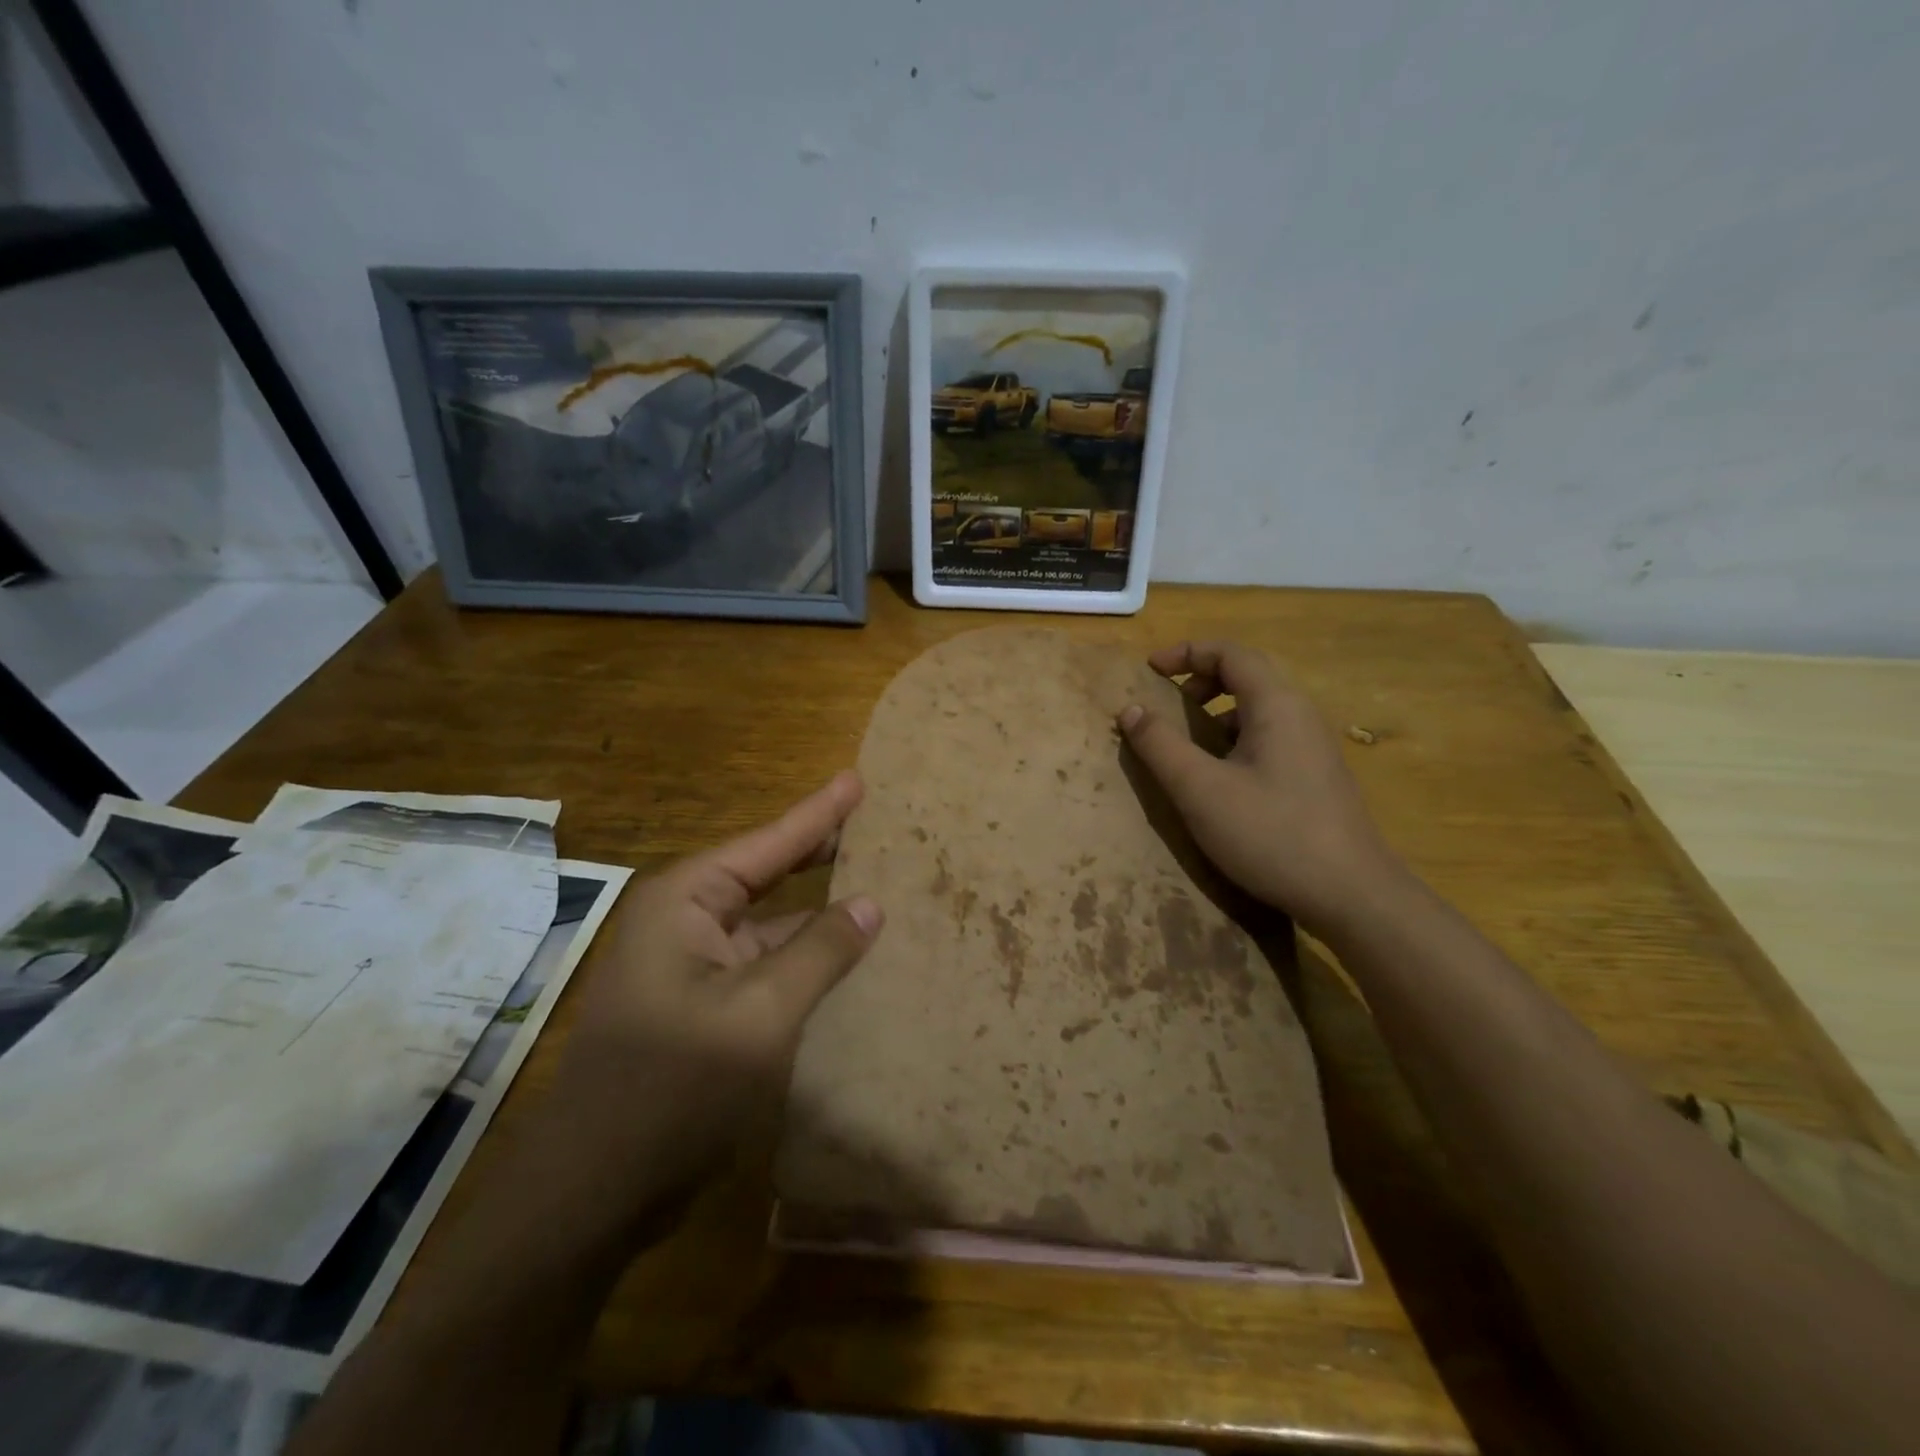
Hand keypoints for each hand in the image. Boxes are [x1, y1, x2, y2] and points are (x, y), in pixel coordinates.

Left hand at [538, 773, 881, 1208]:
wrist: (592, 1193)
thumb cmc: (672, 1089)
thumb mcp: (760, 1016)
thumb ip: (819, 952)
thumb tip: (870, 904)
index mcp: (686, 901)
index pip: (769, 842)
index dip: (820, 812)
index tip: (859, 778)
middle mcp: (685, 921)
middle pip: (768, 873)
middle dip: (821, 851)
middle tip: (877, 824)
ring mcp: (692, 966)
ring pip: (770, 924)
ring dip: (819, 911)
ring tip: (879, 887)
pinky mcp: (702, 1007)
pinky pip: (765, 965)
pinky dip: (805, 957)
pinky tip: (847, 957)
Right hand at [1117, 641, 1402, 937]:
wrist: (1352, 895)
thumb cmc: (1271, 834)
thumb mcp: (1200, 790)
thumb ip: (1160, 746)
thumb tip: (1130, 709)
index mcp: (1276, 705)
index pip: (1230, 653)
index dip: (1186, 653)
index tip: (1149, 670)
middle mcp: (1301, 715)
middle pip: (1248, 676)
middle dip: (1201, 681)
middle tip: (1166, 705)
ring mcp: (1314, 747)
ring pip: (1259, 710)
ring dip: (1217, 714)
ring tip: (1188, 746)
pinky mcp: (1317, 777)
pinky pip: (1270, 738)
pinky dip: (1235, 740)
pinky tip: (1222, 781)